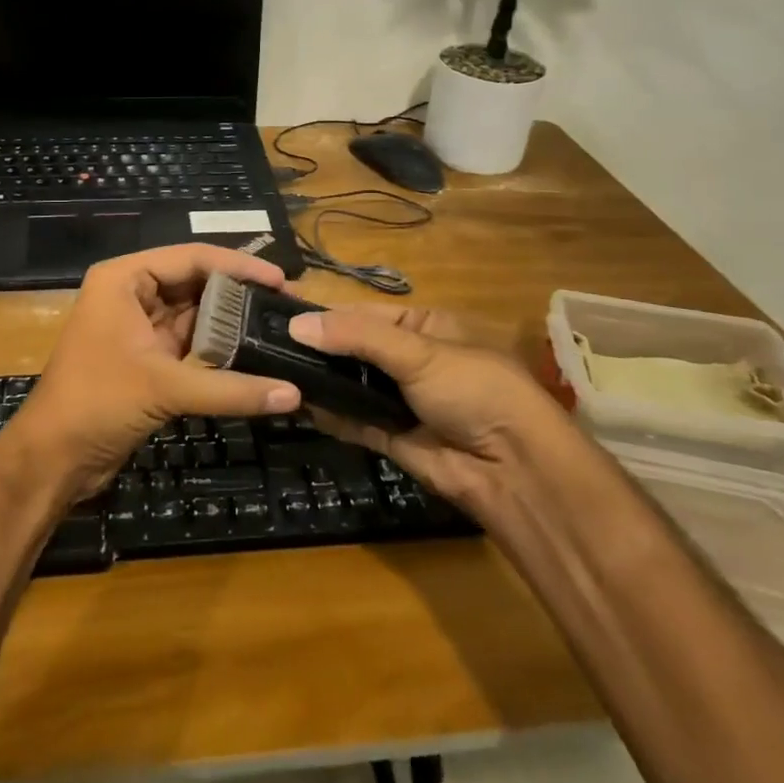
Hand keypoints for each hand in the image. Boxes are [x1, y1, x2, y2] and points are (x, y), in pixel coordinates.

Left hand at [8, 244, 303, 499]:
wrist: (52, 458)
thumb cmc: (97, 402)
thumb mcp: (164, 387)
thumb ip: (230, 388)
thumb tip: (294, 394)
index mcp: (124, 279)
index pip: (190, 257)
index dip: (238, 265)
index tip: (281, 279)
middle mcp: (131, 293)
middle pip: (194, 281)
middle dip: (238, 292)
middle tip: (285, 302)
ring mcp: (138, 326)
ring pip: (194, 313)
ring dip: (230, 321)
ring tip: (277, 324)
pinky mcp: (146, 357)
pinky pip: (189, 342)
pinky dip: (217, 348)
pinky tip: (252, 353)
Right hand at [286, 303, 563, 508]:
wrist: (516, 470)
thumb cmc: (474, 389)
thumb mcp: (418, 351)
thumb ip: (357, 337)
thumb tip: (296, 324)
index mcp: (424, 326)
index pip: (364, 312)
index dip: (326, 313)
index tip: (280, 313)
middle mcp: (410, 359)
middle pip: (354, 348)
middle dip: (317, 348)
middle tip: (267, 345)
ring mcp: (402, 400)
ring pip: (352, 384)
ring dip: (320, 380)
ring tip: (272, 371)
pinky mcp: (394, 437)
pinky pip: (355, 420)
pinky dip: (330, 414)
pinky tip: (297, 404)